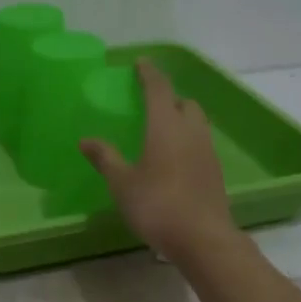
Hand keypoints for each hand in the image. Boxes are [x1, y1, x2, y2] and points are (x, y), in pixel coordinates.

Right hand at [80, 58, 237, 262]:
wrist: (202, 238)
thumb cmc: (156, 206)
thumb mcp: (122, 183)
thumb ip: (105, 158)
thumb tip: (85, 140)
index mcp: (165, 127)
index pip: (159, 89)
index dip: (149, 74)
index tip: (142, 63)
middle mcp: (190, 131)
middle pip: (184, 103)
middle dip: (168, 97)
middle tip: (150, 103)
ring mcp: (207, 151)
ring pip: (196, 122)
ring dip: (181, 118)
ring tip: (162, 129)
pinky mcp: (215, 171)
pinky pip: (201, 143)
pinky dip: (187, 140)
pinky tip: (174, 158)